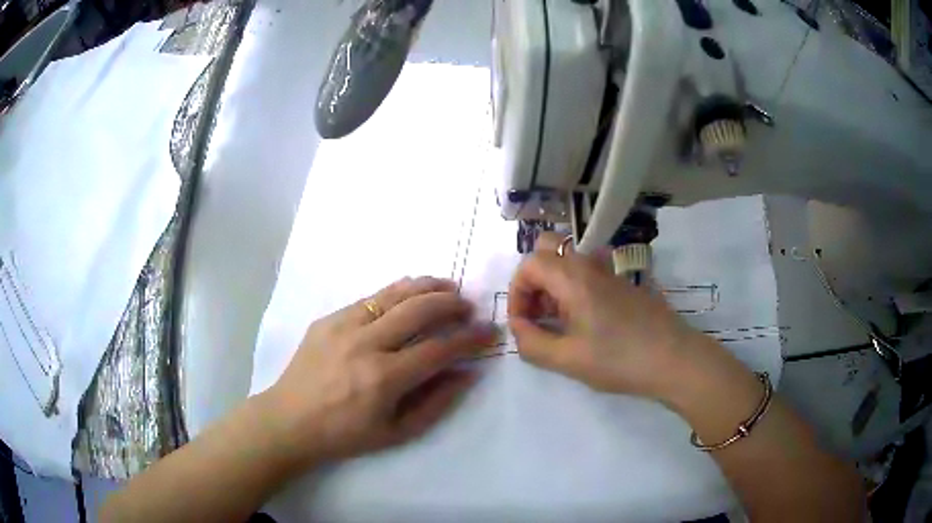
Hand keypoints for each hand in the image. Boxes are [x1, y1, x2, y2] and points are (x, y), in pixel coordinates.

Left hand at [265, 277, 494, 464]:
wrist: (290, 420)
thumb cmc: (345, 435)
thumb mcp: (397, 433)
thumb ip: (436, 402)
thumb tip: (467, 372)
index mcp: (383, 379)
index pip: (439, 348)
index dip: (469, 338)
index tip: (489, 331)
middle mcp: (365, 345)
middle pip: (419, 310)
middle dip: (451, 304)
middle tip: (468, 306)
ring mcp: (343, 326)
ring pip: (394, 294)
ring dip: (427, 287)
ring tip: (447, 288)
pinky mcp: (328, 319)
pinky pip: (370, 298)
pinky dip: (396, 292)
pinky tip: (410, 293)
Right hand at [508, 233, 699, 398]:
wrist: (675, 359)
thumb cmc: (620, 360)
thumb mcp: (568, 360)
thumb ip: (532, 343)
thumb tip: (517, 328)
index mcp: (573, 278)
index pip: (529, 264)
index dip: (516, 293)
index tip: (523, 325)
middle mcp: (591, 265)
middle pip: (548, 250)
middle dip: (533, 280)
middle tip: (539, 314)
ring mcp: (611, 272)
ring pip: (569, 262)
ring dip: (554, 285)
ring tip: (560, 324)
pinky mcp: (624, 284)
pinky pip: (589, 273)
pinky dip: (574, 289)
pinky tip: (585, 323)